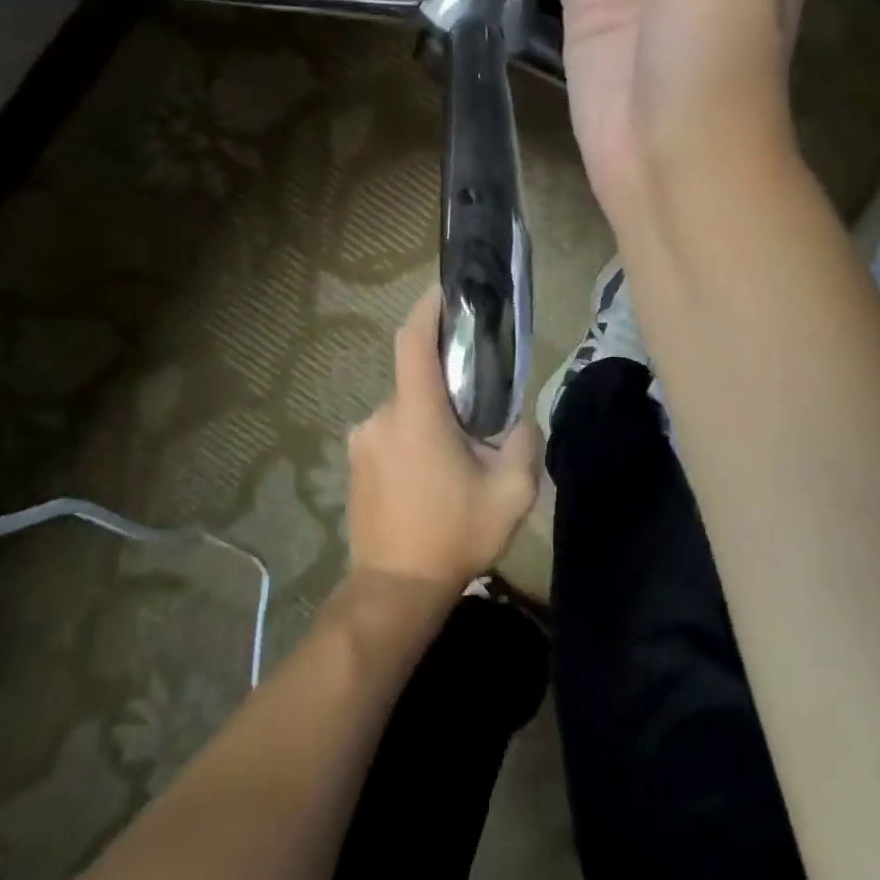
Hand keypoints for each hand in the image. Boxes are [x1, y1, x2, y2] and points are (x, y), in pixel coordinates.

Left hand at [346, 288, 542, 590]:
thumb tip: (517, 419)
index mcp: (417, 414)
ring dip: (431, 419)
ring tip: (457, 457)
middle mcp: (382, 417)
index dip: (427, 308)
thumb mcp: (512, 492)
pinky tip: (431, 476)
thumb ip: (523, 442)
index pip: (413, 341)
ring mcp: (362, 440)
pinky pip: (390, 433)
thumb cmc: (454, 534)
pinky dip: (413, 438)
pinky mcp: (355, 463)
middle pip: (417, 379)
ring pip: (405, 410)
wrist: (395, 590)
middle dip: (447, 386)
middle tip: (478, 413)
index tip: (445, 290)